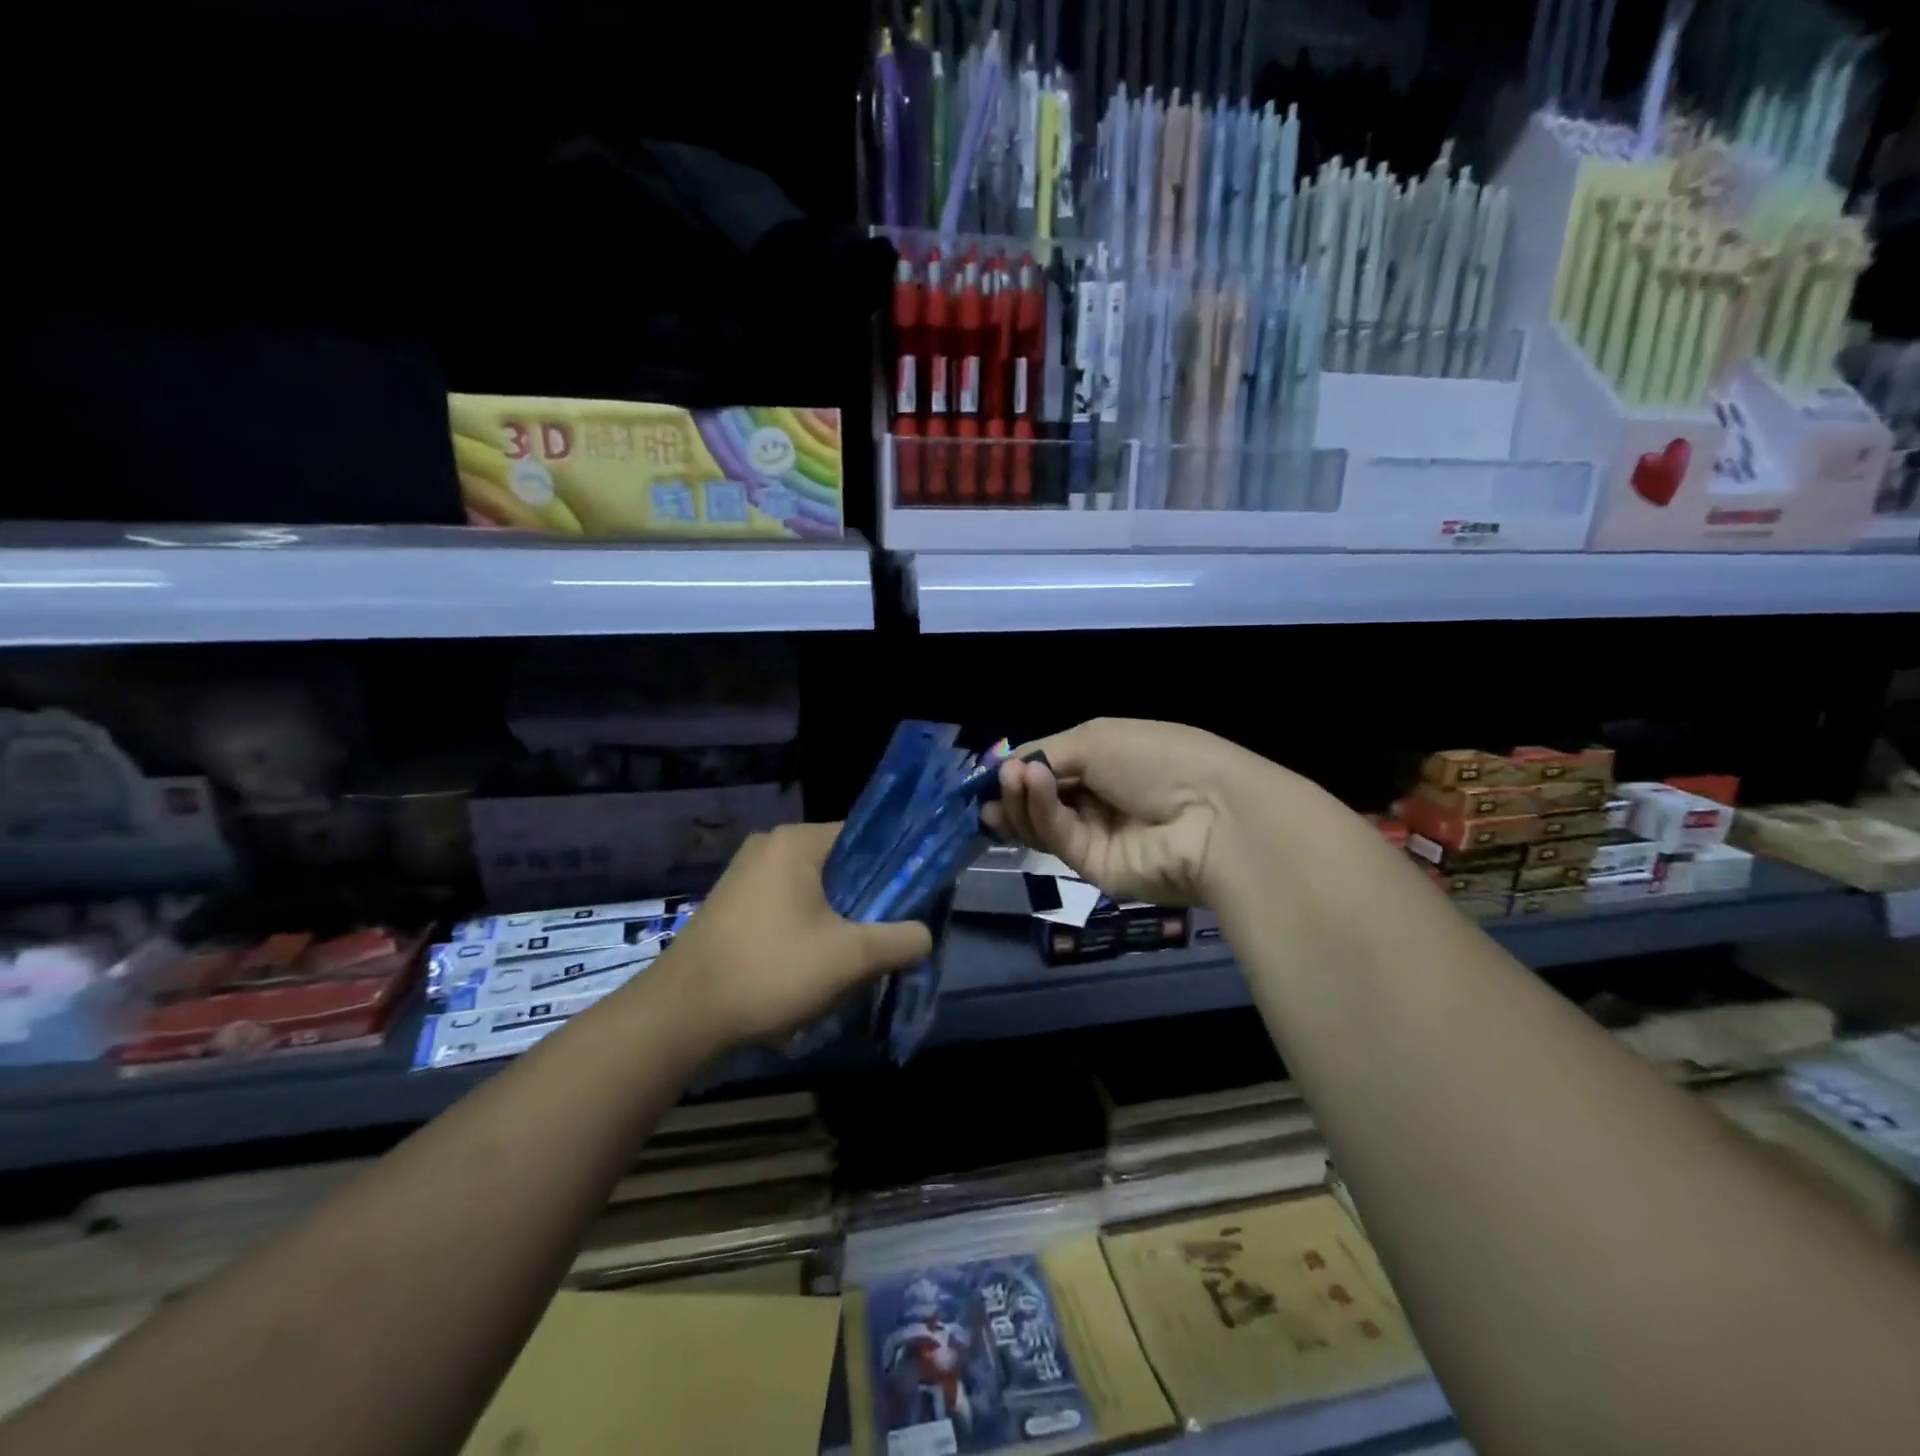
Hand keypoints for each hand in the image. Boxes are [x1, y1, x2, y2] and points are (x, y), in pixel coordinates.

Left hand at [658, 822, 933, 1048]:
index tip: (912, 903)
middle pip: (840, 866)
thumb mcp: (850, 958)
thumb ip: (900, 940)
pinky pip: (786, 907)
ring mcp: (745, 875)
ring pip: (813, 891)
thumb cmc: (770, 970)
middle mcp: (769, 846)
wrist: (680, 1015)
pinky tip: (809, 967)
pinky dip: (806, 930)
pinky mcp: (731, 905)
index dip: (896, 868)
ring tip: (848, 960)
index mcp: (797, 841)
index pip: (866, 837)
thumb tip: (924, 935)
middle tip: (882, 939)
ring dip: (836, 921)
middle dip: (865, 903)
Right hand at [984, 717, 1279, 906]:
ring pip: (1042, 820)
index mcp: (1107, 760)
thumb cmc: (1158, 759)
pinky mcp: (1093, 867)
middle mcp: (1099, 797)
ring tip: (1013, 780)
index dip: (1021, 765)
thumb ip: (1047, 753)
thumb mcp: (1097, 738)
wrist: (1211, 816)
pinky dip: (1041, 812)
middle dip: (1015, 786)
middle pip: (1041, 796)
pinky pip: (1058, 836)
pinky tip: (1033, 787)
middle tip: (999, 779)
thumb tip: (1007, 767)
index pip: (1052, 764)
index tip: (992, 767)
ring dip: (1022, 798)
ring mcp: (1096, 833)